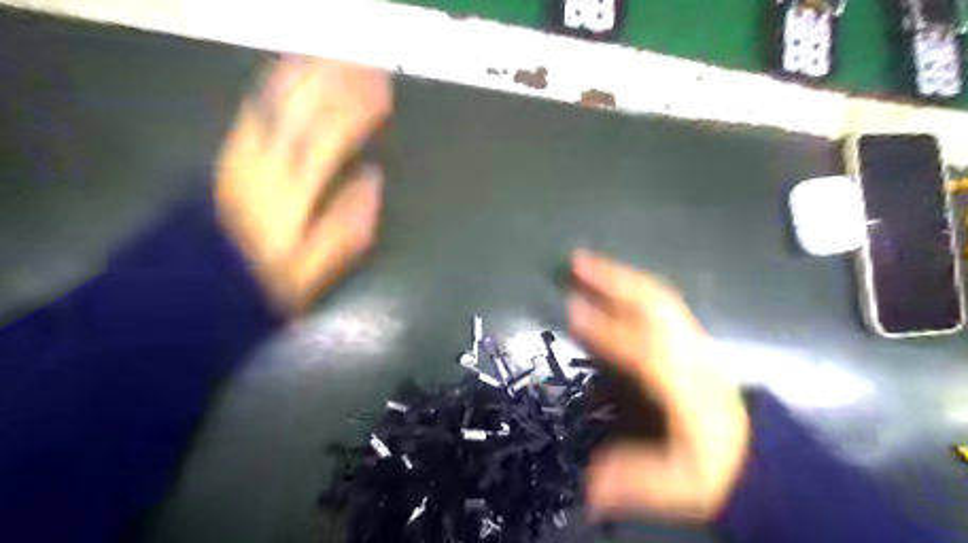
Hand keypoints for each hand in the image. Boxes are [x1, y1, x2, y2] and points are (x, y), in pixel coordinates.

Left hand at [215, 55, 387, 311]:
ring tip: (337, 59)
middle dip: (338, 84)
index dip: (357, 111)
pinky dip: (275, 84)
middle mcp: (264, 164)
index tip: (383, 92)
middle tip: (366, 66)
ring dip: (310, 76)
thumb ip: (345, 226)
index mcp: (290, 193)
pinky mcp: (230, 152)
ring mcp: (243, 153)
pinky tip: (290, 71)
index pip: (329, 139)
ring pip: (277, 102)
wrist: (195, 283)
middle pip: (304, 112)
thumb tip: (374, 182)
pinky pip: (255, 107)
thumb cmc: (262, 277)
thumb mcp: (310, 267)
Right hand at [570, 250, 750, 521]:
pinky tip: (615, 284)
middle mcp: (690, 354)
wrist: (758, 456)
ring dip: (623, 276)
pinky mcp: (692, 339)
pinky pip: (662, 303)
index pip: (642, 349)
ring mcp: (694, 342)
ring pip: (660, 297)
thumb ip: (635, 480)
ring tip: (589, 264)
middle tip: (577, 263)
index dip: (605, 328)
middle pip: (655, 305)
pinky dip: (636, 286)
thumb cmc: (717, 466)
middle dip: (614, 279)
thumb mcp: (681, 486)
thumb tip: (589, 489)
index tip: (571, 308)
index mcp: (685, 387)